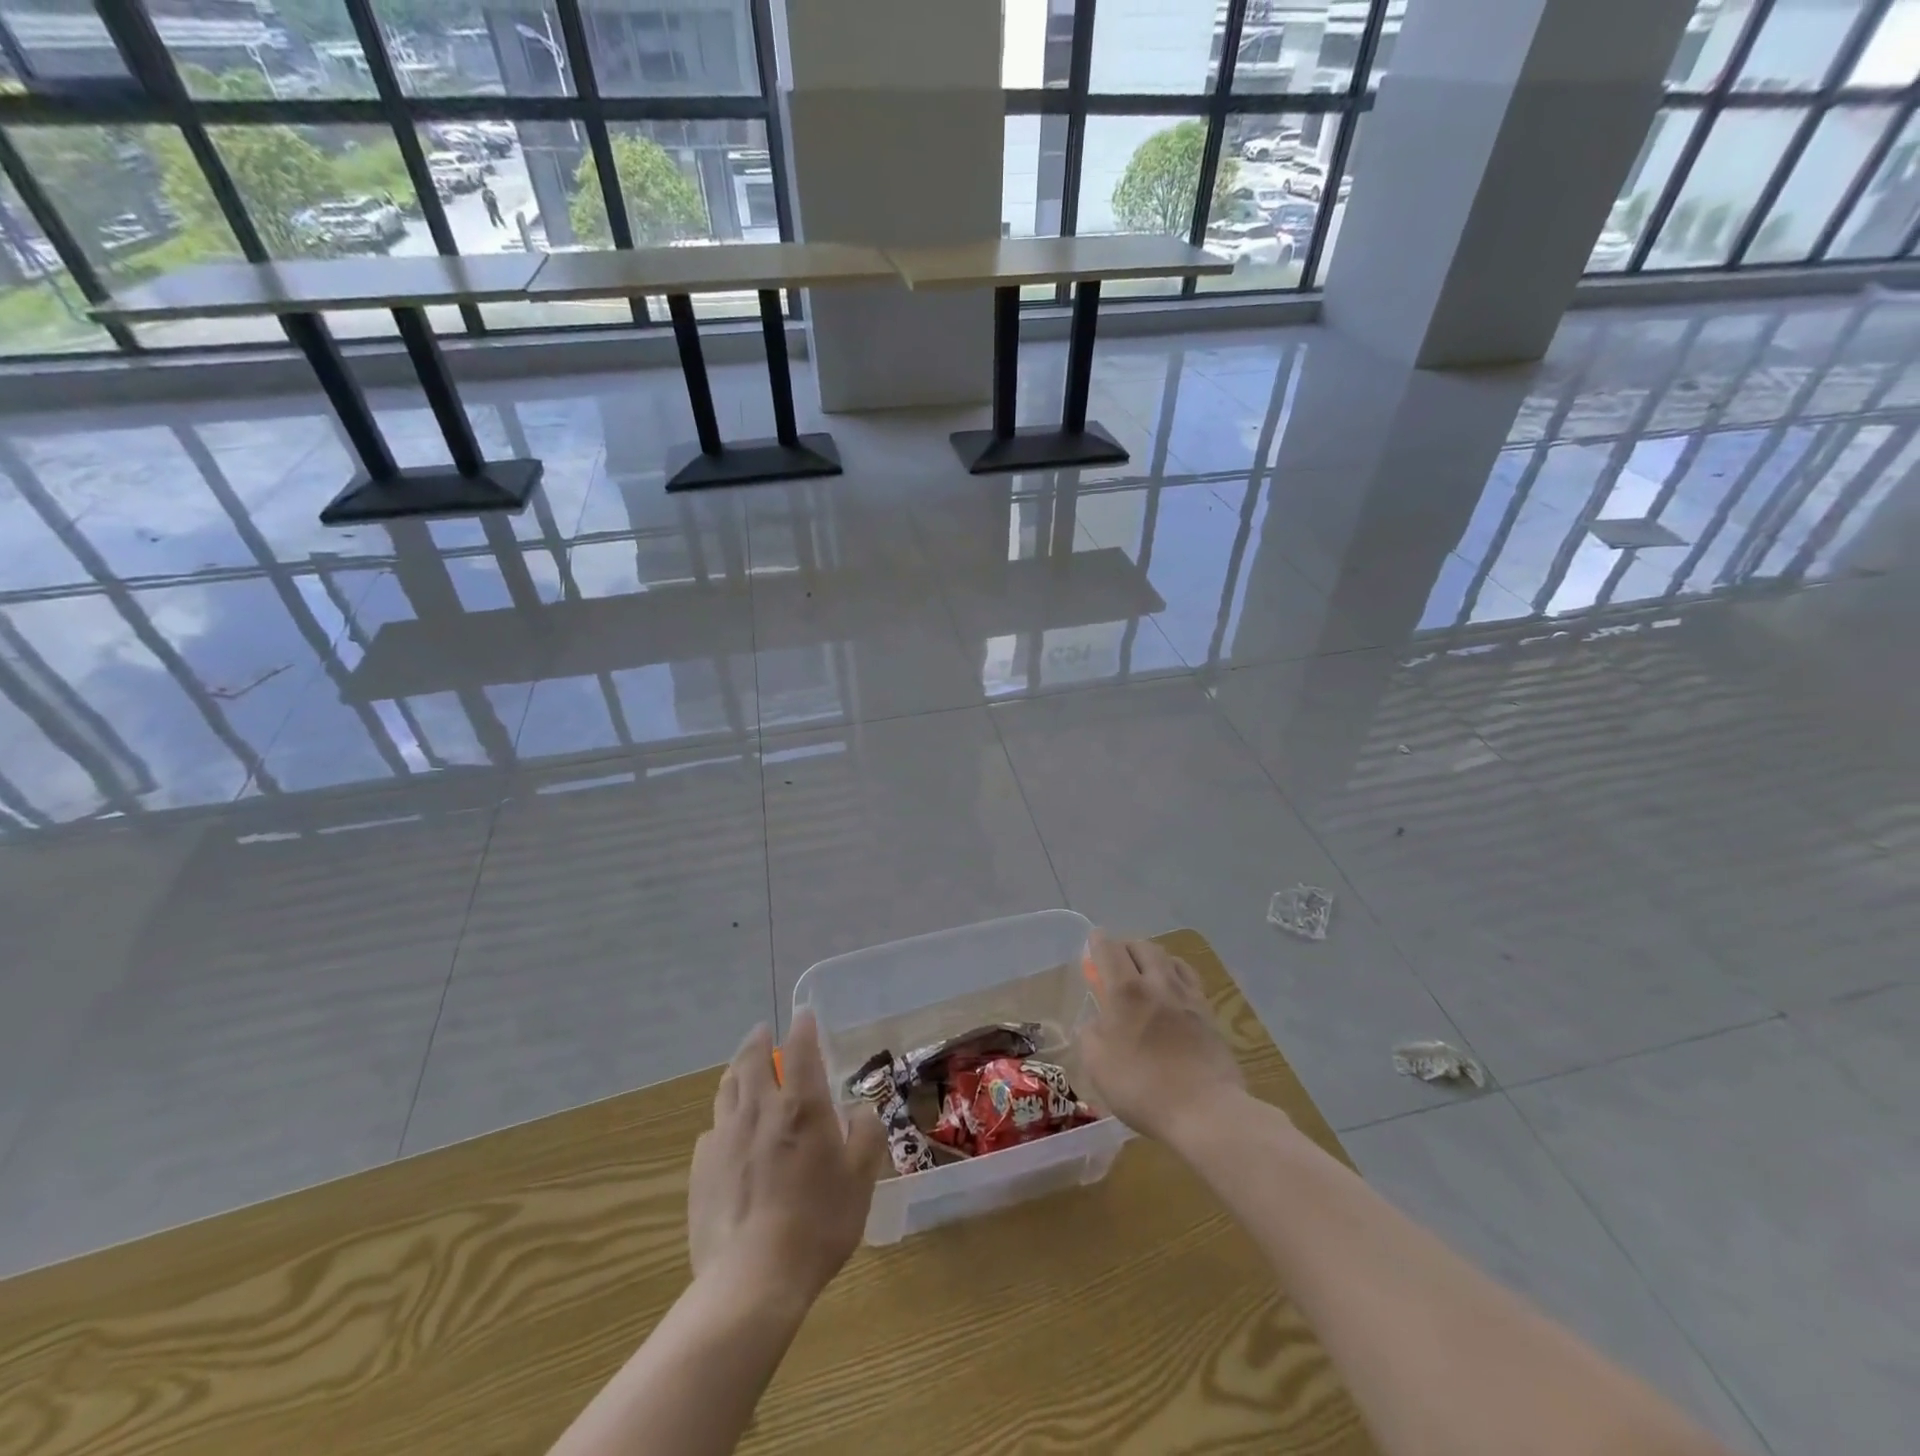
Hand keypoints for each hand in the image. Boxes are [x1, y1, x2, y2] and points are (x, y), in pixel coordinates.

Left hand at [688, 1011, 886, 1306]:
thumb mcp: (861, 1180)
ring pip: (727, 1088)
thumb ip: (866, 1136)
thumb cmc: (818, 1224)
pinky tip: (727, 1132)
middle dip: (759, 1040)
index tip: (804, 1016)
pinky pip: (712, 1129)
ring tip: (742, 1068)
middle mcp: (760, 1110)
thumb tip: (861, 1111)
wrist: (752, 1281)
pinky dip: (723, 1118)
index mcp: (801, 1106)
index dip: (803, 1028)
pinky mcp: (701, 1168)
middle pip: (753, 1059)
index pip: (800, 1049)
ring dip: (736, 1070)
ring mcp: (725, 1137)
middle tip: (763, 1032)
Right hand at [1079, 930, 1247, 1146]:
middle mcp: (1157, 983)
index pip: (1108, 949)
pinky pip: (1189, 977)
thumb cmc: (1142, 1087)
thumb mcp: (1096, 1064)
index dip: (1098, 941)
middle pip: (1141, 946)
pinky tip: (1173, 989)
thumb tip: (1098, 1021)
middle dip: (1125, 947)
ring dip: (1152, 958)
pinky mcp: (1208, 1012)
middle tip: (1116, 962)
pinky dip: (1175, 973)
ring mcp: (1187, 995)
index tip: (1092, 943)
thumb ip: (1091, 1034)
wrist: (1204, 1110)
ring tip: (1145, 972)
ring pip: (1168, 958)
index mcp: (1125, 991)